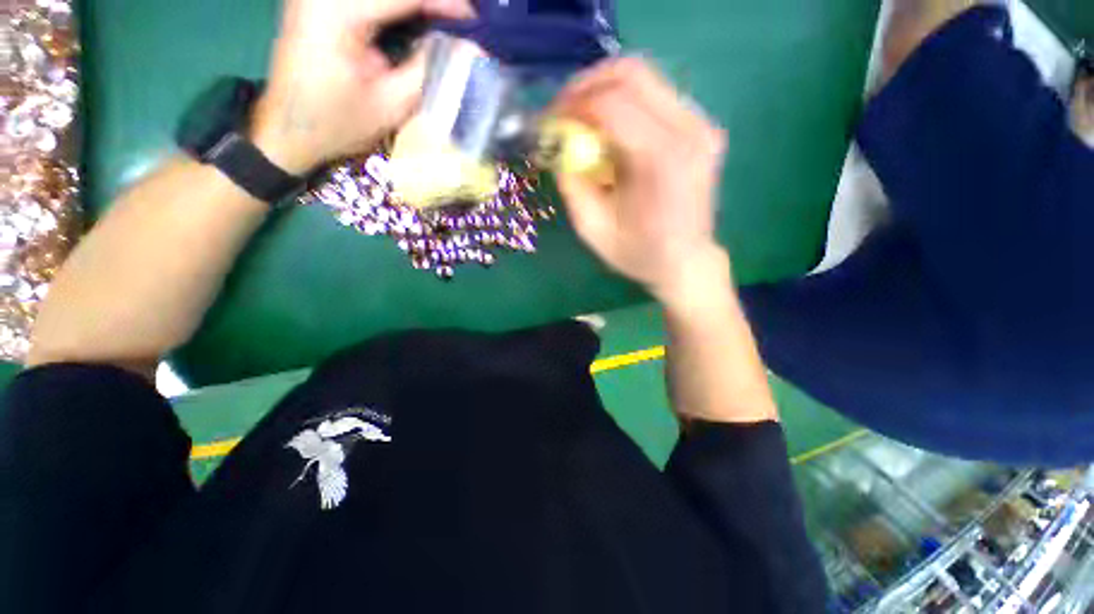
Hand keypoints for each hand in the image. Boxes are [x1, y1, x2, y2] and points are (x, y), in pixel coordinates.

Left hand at [251, 0, 474, 174]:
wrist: (288, 129)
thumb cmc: (338, 124)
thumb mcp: (391, 105)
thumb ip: (429, 69)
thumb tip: (466, 48)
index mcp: (338, 12)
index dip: (447, 2)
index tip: (475, 22)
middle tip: (461, 20)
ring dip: (416, 3)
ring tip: (443, 19)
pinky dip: (398, 7)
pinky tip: (416, 18)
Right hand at [553, 58, 729, 307]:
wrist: (686, 262)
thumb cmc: (639, 254)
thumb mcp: (593, 229)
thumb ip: (571, 183)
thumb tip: (557, 144)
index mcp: (662, 160)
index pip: (612, 103)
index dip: (572, 104)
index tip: (549, 121)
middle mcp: (689, 131)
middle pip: (632, 73)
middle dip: (586, 85)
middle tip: (563, 112)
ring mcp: (701, 125)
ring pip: (645, 78)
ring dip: (604, 91)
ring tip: (582, 120)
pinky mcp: (701, 127)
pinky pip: (656, 96)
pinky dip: (625, 103)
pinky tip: (610, 130)